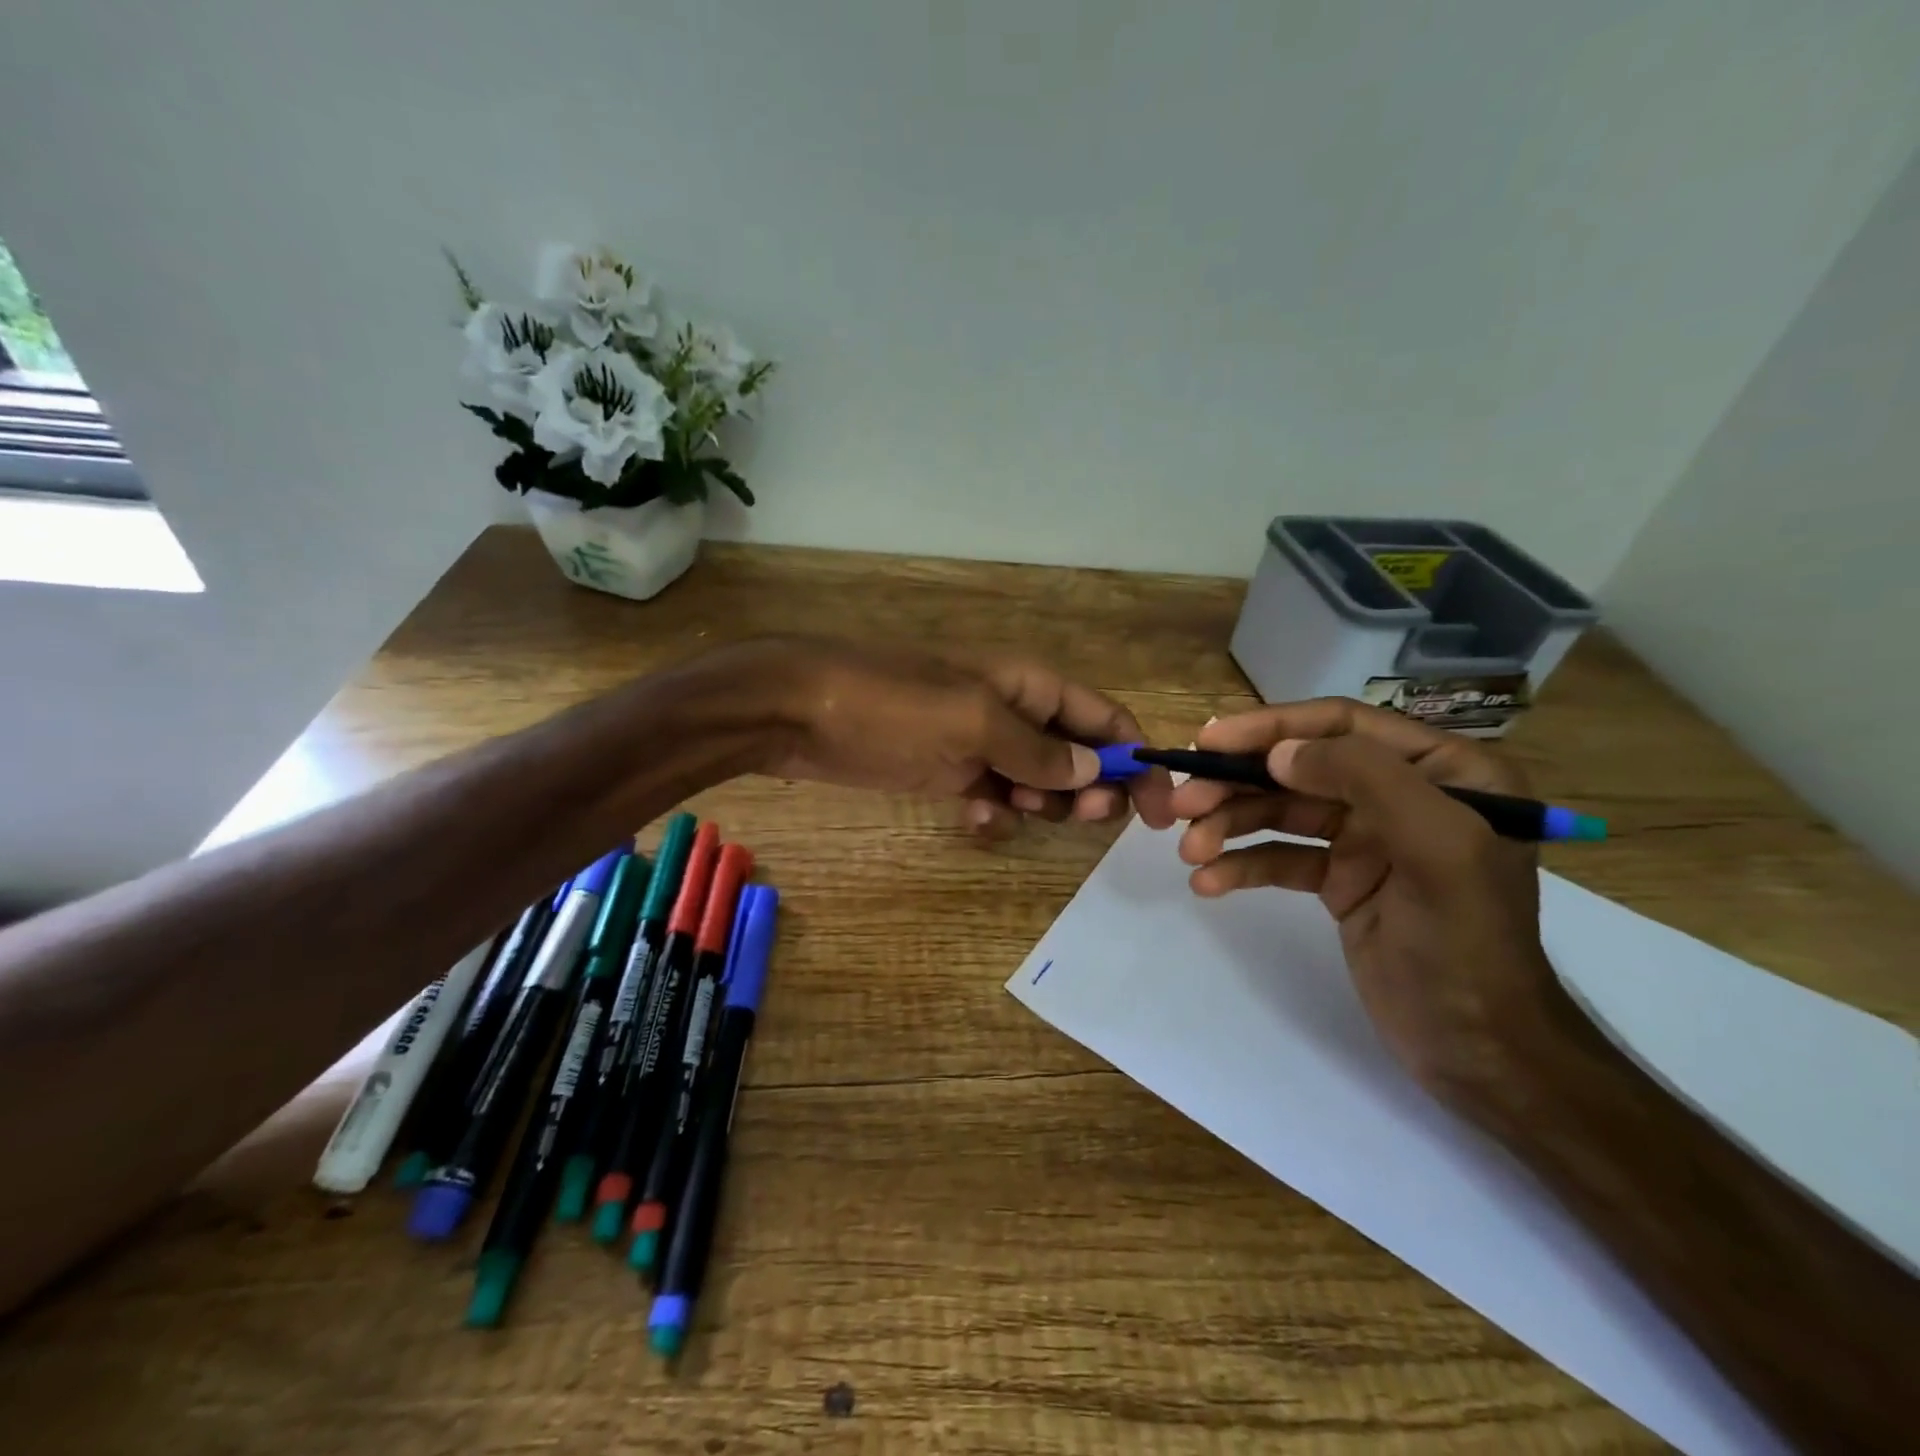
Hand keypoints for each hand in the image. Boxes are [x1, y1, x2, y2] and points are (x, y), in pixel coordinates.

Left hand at [736, 637, 1175, 838]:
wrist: (797, 711)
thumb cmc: (891, 706)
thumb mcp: (974, 723)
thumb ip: (1038, 750)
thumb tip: (1096, 772)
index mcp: (1030, 685)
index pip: (1106, 719)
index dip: (1138, 760)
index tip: (1160, 811)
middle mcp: (1013, 711)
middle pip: (1077, 754)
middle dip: (1088, 788)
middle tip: (1080, 818)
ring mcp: (978, 742)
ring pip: (1037, 782)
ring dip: (1040, 804)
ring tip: (1016, 811)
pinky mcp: (946, 770)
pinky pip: (992, 796)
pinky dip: (994, 813)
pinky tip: (975, 819)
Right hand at [1170, 699, 1569, 1106]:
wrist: (1477, 1052)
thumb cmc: (1468, 944)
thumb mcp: (1437, 847)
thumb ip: (1366, 779)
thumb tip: (1280, 753)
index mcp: (1444, 771)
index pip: (1343, 725)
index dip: (1272, 727)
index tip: (1210, 741)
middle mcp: (1403, 793)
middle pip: (1301, 768)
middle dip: (1238, 783)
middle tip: (1181, 802)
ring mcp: (1368, 839)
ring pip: (1283, 812)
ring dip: (1230, 825)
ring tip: (1188, 850)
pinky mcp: (1340, 880)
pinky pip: (1281, 858)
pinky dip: (1243, 866)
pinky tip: (1208, 882)